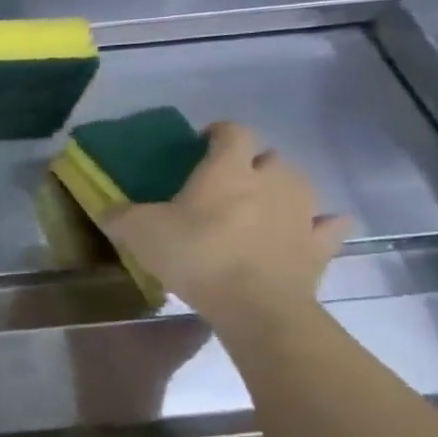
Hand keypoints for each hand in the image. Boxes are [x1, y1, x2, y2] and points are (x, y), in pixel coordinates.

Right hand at [103, 121, 349, 327]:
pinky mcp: (320, 244)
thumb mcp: (138, 232)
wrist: (254, 304)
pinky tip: (301, 231)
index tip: (201, 142)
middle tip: (226, 183)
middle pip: (270, 157)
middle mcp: (273, 180)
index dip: (217, 132)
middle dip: (251, 164)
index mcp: (228, 169)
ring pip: (300, 185)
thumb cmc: (195, 254)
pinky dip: (317, 224)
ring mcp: (303, 212)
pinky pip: (327, 224)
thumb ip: (120, 215)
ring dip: (281, 189)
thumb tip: (110, 211)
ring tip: (259, 206)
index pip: (232, 132)